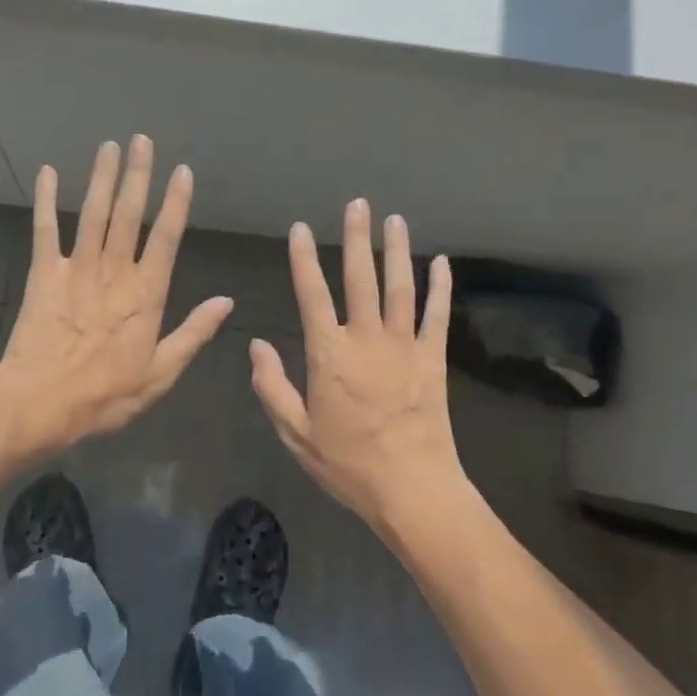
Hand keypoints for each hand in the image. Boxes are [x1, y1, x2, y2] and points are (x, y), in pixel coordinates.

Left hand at [0, 136, 231, 456]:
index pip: (166, 238)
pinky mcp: (43, 274)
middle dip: (137, 175)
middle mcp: (114, 272)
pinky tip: (46, 172)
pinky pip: (45, 230)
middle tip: (142, 140)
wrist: (40, 405)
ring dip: (101, 177)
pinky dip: (46, 200)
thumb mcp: (160, 374)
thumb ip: (193, 333)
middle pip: (128, 214)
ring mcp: (76, 269)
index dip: (176, 203)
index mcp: (145, 294)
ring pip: (93, 214)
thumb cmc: (105, 396)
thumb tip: (226, 302)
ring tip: (109, 145)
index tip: (183, 171)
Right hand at [250, 200, 466, 536]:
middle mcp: (366, 339)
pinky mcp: (434, 359)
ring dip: (397, 251)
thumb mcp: (296, 434)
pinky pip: (437, 315)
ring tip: (394, 220)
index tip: (301, 229)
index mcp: (328, 354)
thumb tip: (255, 345)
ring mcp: (404, 346)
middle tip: (357, 204)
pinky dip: (440, 287)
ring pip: (400, 288)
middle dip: (357, 238)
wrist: (412, 491)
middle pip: (360, 278)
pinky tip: (441, 261)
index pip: (312, 295)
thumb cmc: (348, 464)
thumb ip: (272, 386)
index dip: (304, 259)